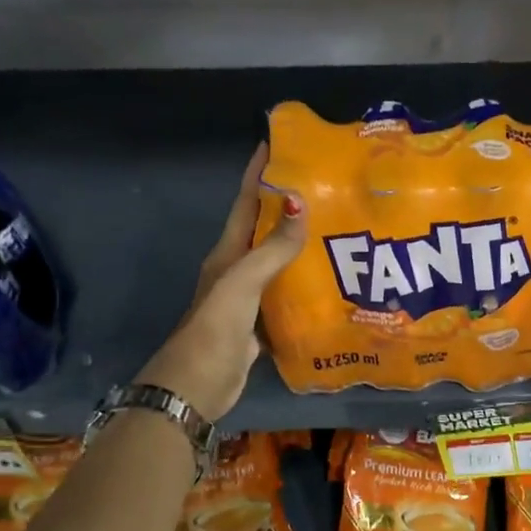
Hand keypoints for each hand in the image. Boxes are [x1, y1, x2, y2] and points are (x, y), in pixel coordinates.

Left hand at [137, 144, 304, 421]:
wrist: (197, 386)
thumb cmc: (214, 329)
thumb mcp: (242, 283)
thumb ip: (271, 249)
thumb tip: (300, 205)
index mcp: (227, 254)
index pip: (245, 204)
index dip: (258, 174)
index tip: (277, 144)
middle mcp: (237, 271)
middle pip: (262, 230)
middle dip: (286, 207)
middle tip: (323, 187)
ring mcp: (248, 300)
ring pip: (276, 263)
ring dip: (298, 246)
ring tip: (334, 229)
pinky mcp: (260, 325)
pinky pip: (285, 295)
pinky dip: (303, 284)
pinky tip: (327, 282)